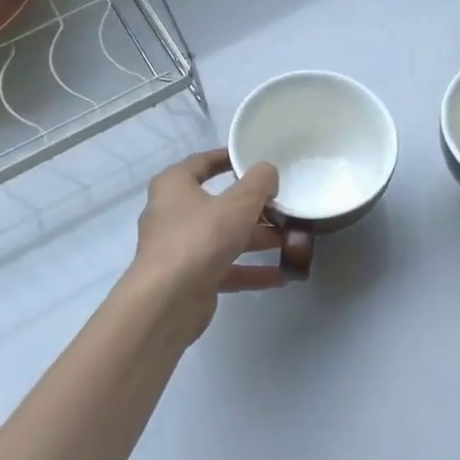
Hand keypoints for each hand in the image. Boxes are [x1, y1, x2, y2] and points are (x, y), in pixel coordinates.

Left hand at [128, 149, 285, 344]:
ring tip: (292, 240)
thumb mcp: (238, 204)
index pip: (202, 162)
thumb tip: (268, 172)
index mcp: (174, 186)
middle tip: (284, 205)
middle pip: (218, 204)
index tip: (255, 158)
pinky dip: (251, 270)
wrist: (167, 301)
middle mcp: (173, 214)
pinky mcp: (190, 278)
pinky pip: (226, 268)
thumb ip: (259, 183)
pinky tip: (281, 276)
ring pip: (224, 237)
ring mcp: (181, 248)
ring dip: (257, 239)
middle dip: (254, 206)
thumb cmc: (200, 238)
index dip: (228, 158)